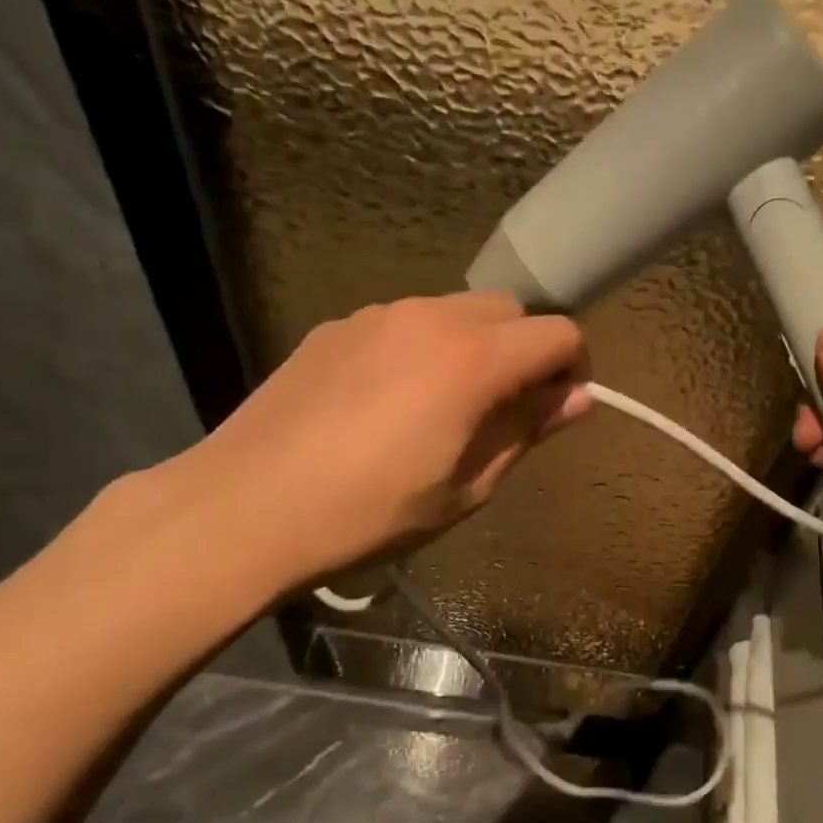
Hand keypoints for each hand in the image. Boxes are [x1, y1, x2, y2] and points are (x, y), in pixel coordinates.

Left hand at [166, 293, 589, 603]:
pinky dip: (420, 348)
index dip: (574, 367)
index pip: (557, 334)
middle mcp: (430, 317)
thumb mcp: (466, 486)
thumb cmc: (370, 512)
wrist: (246, 507)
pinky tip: (386, 401)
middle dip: (524, 350)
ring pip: (454, 310)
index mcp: (473, 359)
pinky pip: (402, 323)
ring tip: (442, 405)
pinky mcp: (336, 326)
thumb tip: (576, 399)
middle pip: (509, 310)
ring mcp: (377, 315)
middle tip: (503, 408)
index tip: (559, 406)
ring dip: (472, 345)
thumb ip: (526, 431)